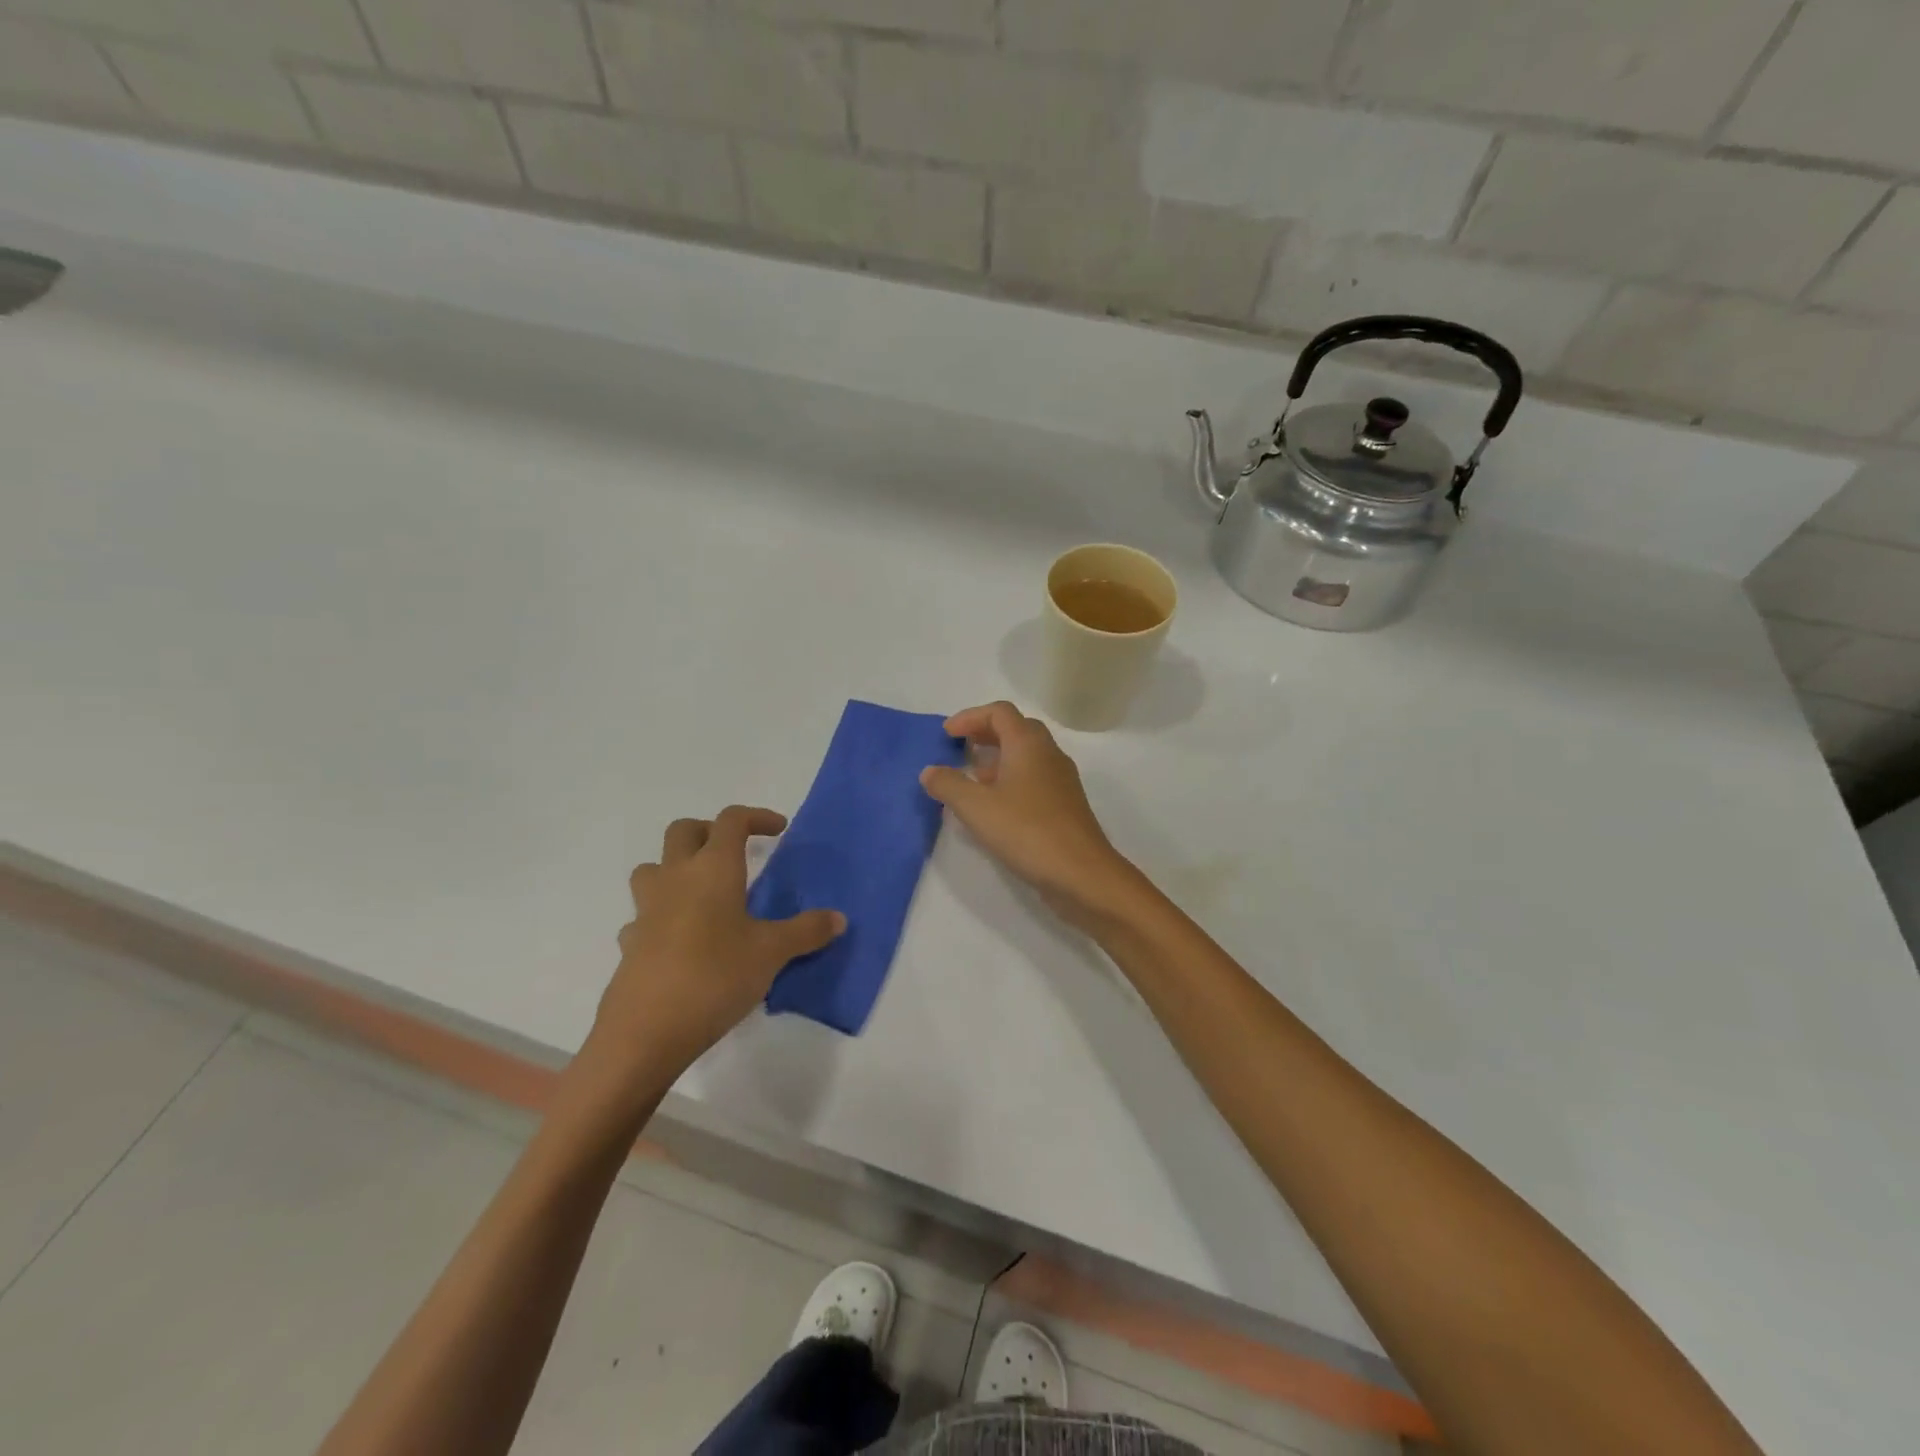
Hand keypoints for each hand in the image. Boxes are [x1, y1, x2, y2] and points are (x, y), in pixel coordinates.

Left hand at [581, 806, 844, 1104]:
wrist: (645, 1032)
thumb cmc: (715, 977)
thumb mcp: (772, 953)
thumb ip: (806, 931)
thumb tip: (839, 918)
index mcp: (713, 870)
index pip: (731, 821)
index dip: (756, 816)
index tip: (778, 830)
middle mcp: (676, 879)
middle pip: (683, 831)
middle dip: (710, 831)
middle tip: (735, 852)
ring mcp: (646, 910)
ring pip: (653, 868)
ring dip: (676, 868)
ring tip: (703, 892)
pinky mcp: (630, 943)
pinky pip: (643, 916)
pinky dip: (661, 916)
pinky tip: (680, 940)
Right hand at [920, 701, 1141, 928]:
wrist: (1081, 874)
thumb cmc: (1027, 831)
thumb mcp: (976, 808)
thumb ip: (949, 785)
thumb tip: (930, 771)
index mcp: (1028, 744)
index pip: (1000, 712)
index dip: (970, 717)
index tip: (946, 736)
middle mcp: (1049, 754)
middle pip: (1016, 728)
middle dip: (985, 734)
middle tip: (960, 750)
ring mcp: (1061, 780)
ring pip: (1027, 755)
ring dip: (998, 759)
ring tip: (972, 779)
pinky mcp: (1065, 804)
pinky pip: (1035, 778)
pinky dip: (1011, 780)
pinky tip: (996, 807)